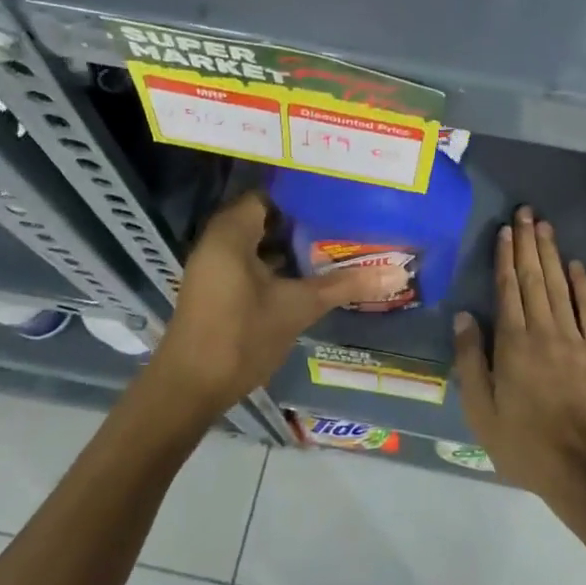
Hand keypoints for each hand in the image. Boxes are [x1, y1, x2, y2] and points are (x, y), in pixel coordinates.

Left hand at [145, 191, 397, 419]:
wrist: (189, 388)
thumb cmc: (241, 336)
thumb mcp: (298, 307)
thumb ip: (344, 285)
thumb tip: (396, 273)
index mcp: (231, 233)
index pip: (269, 195)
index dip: (303, 196)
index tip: (337, 197)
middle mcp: (218, 242)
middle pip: (266, 218)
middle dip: (303, 221)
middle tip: (344, 220)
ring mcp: (215, 267)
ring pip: (259, 243)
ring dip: (291, 245)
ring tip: (335, 243)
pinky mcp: (218, 289)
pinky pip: (251, 263)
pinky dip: (277, 265)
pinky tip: (309, 275)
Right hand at [451, 206, 585, 504]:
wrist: (584, 468)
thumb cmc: (524, 443)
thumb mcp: (481, 410)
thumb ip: (471, 360)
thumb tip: (464, 316)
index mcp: (513, 343)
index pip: (507, 289)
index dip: (505, 257)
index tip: (504, 230)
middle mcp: (543, 331)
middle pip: (534, 278)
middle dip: (527, 243)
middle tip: (525, 212)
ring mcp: (574, 339)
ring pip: (560, 286)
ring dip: (551, 254)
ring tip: (544, 226)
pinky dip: (583, 285)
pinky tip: (576, 265)